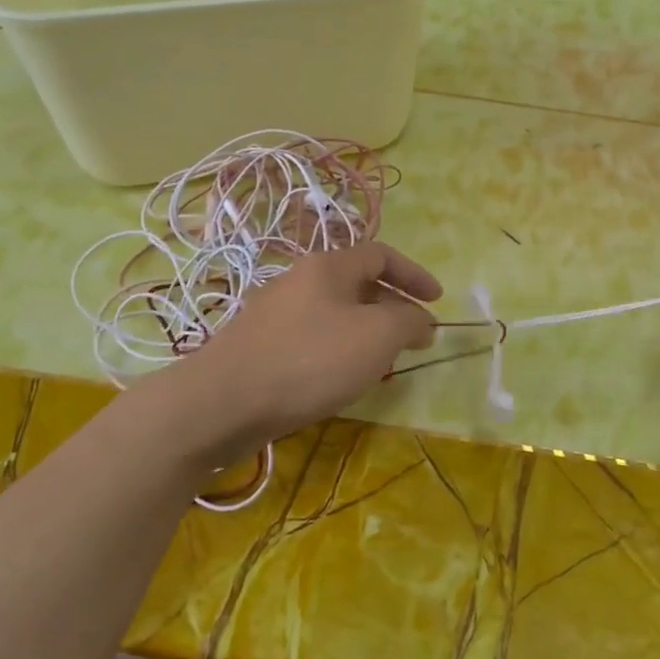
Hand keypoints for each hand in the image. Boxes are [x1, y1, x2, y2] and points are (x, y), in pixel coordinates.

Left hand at [134, 243, 441, 465]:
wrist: (221, 403)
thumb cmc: (309, 360)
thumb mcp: (376, 336)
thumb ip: (409, 322)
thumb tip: (423, 321)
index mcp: (327, 267)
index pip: (381, 255)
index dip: (415, 274)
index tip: (438, 301)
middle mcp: (299, 281)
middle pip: (358, 284)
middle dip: (393, 308)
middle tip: (414, 338)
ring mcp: (274, 313)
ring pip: (335, 313)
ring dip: (367, 331)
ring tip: (382, 362)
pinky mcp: (259, 346)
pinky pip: (313, 337)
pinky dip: (339, 350)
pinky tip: (339, 379)